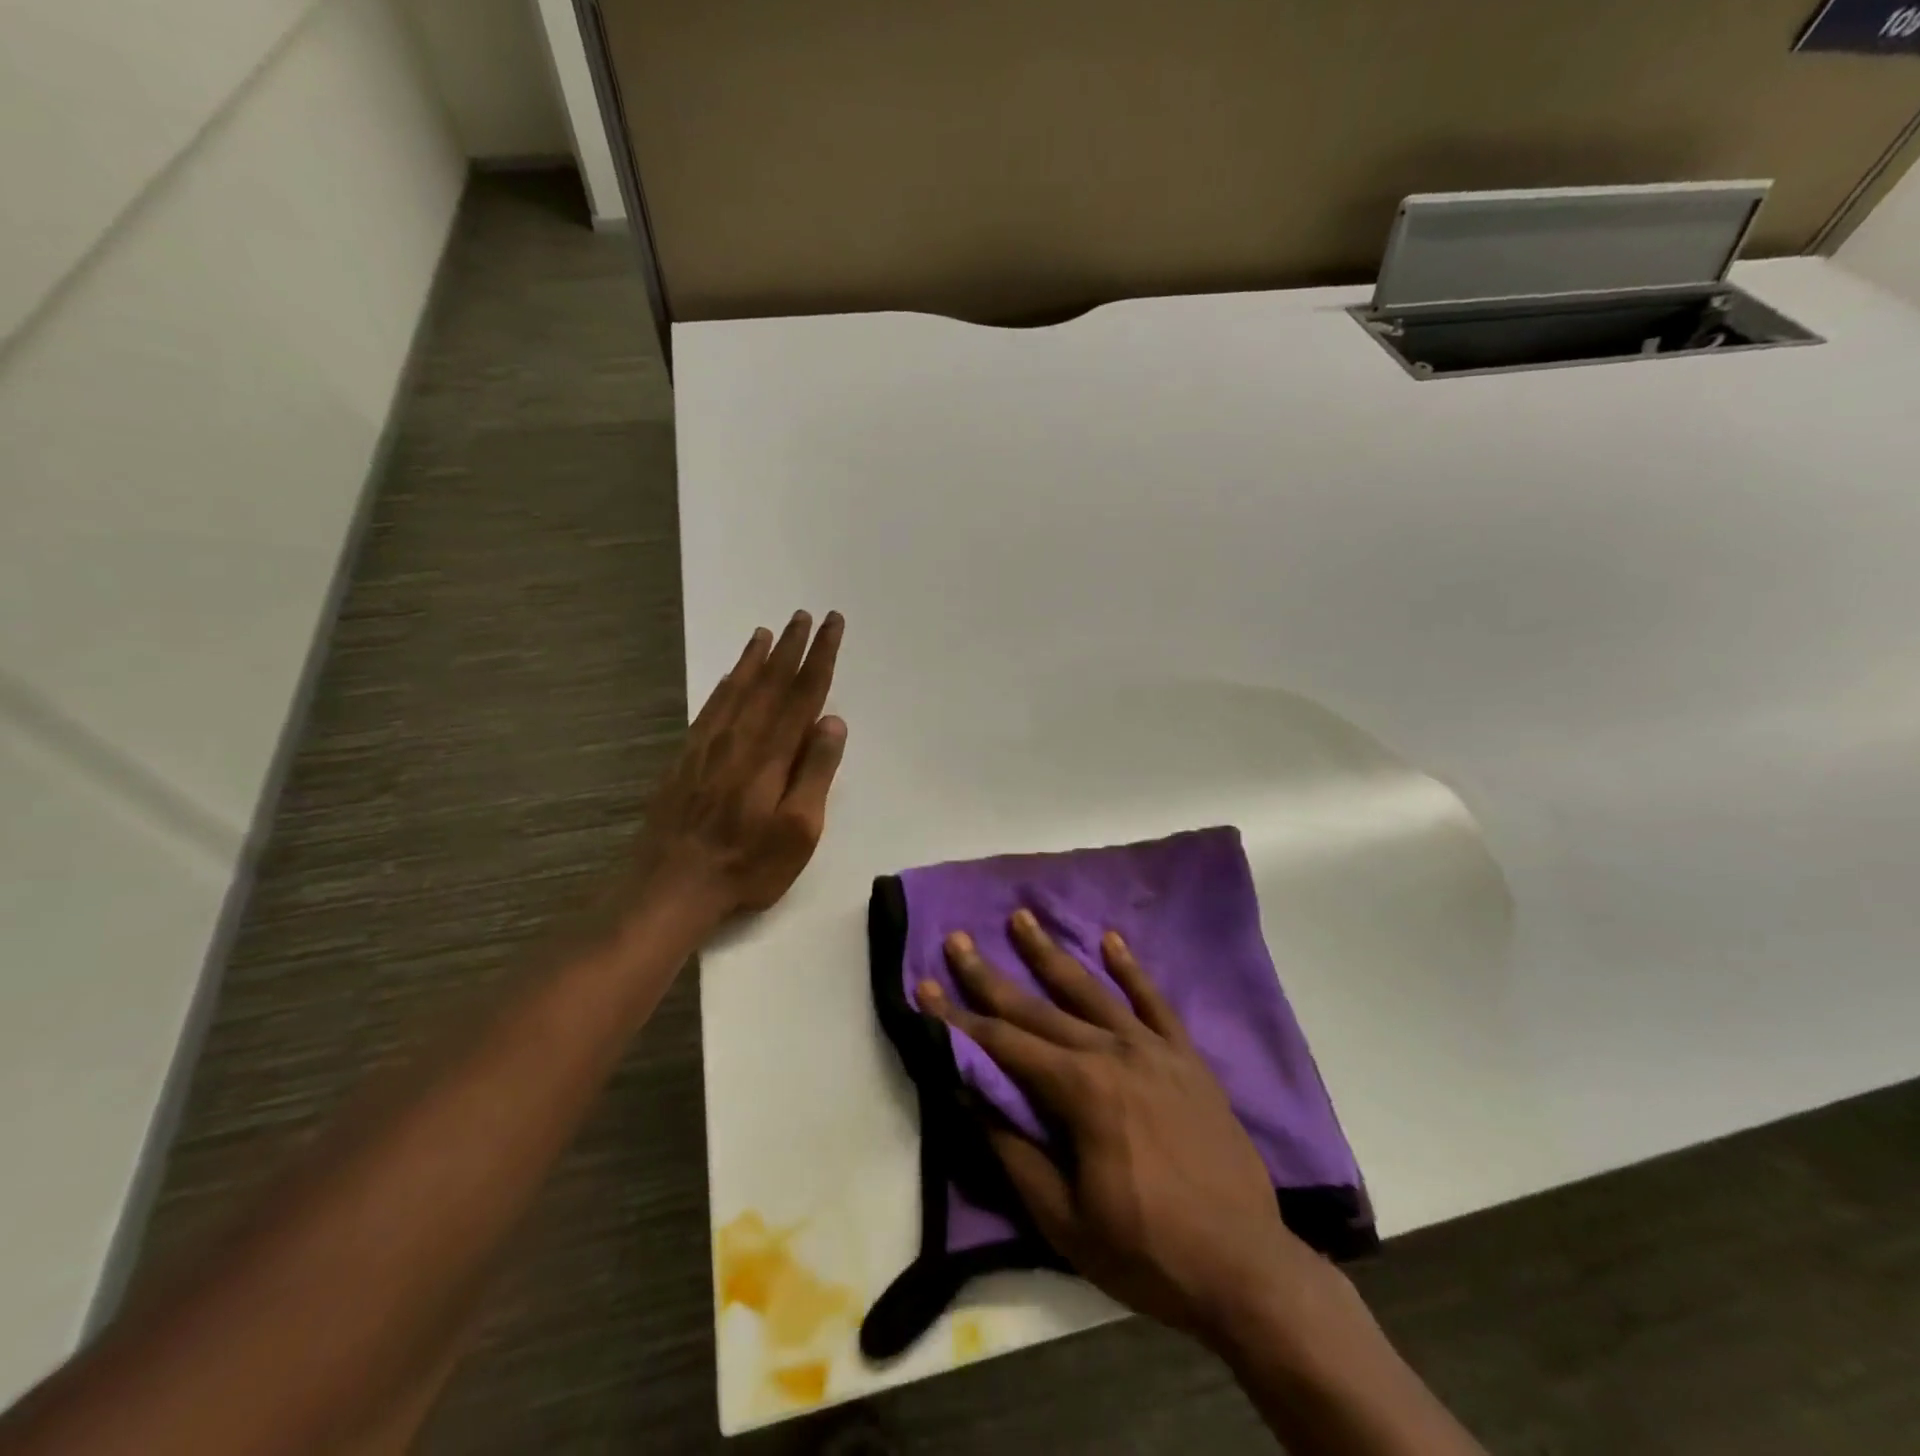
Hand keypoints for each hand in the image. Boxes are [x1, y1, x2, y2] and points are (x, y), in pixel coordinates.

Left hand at [631, 610, 846, 923]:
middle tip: (805, 615)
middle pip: (770, 682)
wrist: (671, 884)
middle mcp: (740, 738)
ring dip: (756, 658)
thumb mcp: (798, 830)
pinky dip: (726, 683)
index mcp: (771, 753)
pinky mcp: (688, 757)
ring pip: (738, 688)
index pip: (803, 694)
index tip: (833, 625)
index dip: (821, 657)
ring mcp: (709, 745)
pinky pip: (712, 706)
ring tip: (767, 632)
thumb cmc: (747, 863)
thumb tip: (833, 721)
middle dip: (792, 647)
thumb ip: (815, 772)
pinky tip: (730, 677)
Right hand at [919, 912, 1330, 1349]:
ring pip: (1091, 990)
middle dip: (992, 976)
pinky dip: (1131, 969)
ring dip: (1051, 954)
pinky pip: (1154, 1002)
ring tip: (1023, 918)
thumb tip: (971, 1097)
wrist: (1247, 1269)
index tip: (926, 987)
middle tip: (958, 940)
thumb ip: (1014, 1151)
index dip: (959, 1018)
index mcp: (1080, 1091)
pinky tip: (1111, 940)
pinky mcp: (1187, 1058)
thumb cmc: (1147, 1252)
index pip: (1004, 1045)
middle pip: (1039, 1008)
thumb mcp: (1065, 1220)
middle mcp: (1113, 1054)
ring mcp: (1154, 1050)